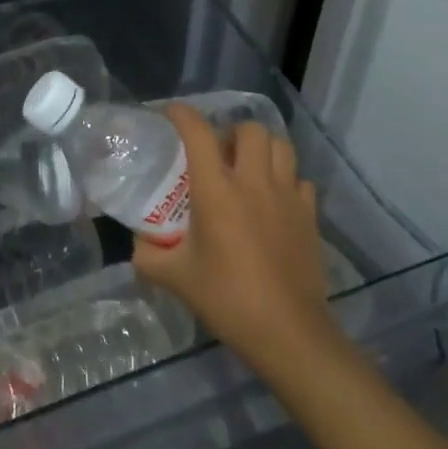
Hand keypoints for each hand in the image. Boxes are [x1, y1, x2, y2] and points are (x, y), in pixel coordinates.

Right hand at [132, 105, 343, 377]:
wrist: (288, 333)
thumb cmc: (228, 299)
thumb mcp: (175, 278)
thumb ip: (147, 255)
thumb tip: (137, 242)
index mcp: (217, 190)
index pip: (198, 132)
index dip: (181, 114)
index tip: (169, 115)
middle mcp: (253, 182)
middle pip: (249, 129)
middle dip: (230, 132)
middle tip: (217, 154)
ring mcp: (287, 196)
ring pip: (281, 146)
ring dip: (261, 149)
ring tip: (247, 169)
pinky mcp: (310, 216)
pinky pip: (300, 180)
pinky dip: (285, 180)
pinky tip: (273, 201)